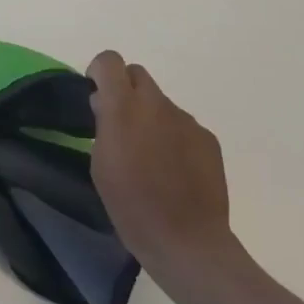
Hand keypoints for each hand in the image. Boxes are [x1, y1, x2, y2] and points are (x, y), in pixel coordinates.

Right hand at [87, 51, 233, 274]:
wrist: (187, 242)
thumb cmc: (131, 206)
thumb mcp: (100, 164)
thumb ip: (103, 124)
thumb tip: (105, 104)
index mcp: (124, 107)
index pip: (110, 61)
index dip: (100, 71)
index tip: (96, 95)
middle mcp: (157, 104)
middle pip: (138, 75)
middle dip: (126, 90)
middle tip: (120, 124)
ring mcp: (187, 120)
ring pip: (161, 103)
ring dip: (150, 117)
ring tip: (150, 157)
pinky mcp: (208, 139)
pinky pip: (182, 125)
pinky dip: (173, 137)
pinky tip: (173, 170)